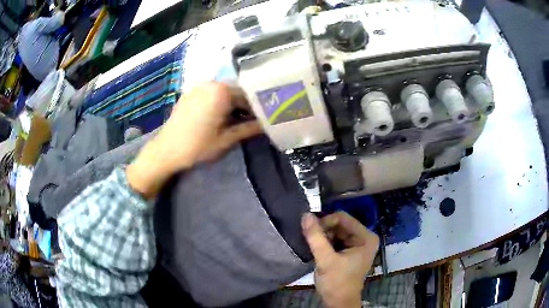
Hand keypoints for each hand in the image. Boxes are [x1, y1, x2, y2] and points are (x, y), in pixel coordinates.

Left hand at [127, 82, 260, 197]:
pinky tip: (218, 117)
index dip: (258, 109)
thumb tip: (268, 124)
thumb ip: (249, 128)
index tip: (263, 120)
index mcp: (222, 91)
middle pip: (236, 92)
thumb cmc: (198, 146)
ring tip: (234, 121)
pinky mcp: (190, 94)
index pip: (249, 96)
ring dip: (231, 105)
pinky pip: (210, 94)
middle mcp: (211, 83)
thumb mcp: (227, 139)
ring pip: (223, 93)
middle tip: (250, 122)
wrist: (167, 151)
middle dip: (244, 106)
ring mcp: (198, 87)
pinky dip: (218, 102)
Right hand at [302, 212, 378, 307]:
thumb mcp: (326, 260)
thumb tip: (305, 215)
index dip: (325, 221)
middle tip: (310, 239)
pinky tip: (317, 248)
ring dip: (323, 236)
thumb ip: (316, 237)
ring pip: (336, 231)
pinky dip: (325, 242)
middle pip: (340, 224)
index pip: (343, 218)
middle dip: (324, 229)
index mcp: (366, 237)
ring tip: (312, 245)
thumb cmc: (337, 282)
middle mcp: (364, 237)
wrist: (338, 302)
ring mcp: (357, 244)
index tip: (311, 231)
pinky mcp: (349, 251)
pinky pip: (335, 239)